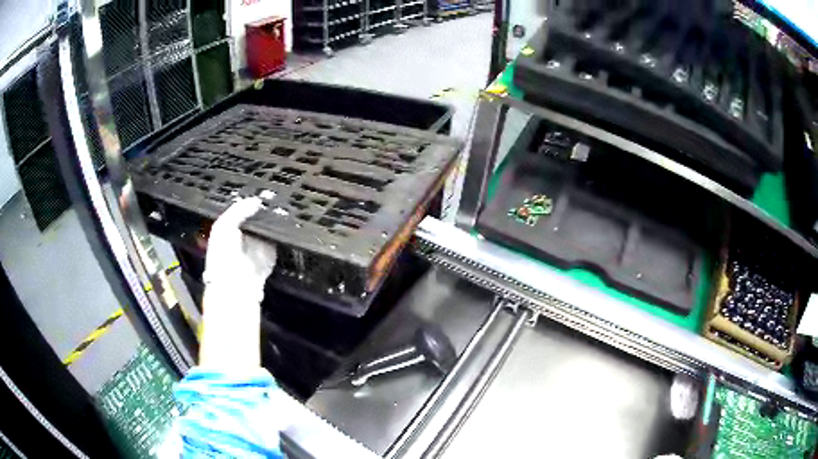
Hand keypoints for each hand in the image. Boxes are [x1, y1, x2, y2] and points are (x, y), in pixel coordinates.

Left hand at [203, 197, 276, 303]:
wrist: (236, 284)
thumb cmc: (222, 256)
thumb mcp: (223, 226)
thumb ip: (239, 210)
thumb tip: (256, 200)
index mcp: (228, 227)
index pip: (241, 208)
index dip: (249, 200)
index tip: (260, 191)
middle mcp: (244, 234)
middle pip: (257, 215)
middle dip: (264, 207)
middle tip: (273, 197)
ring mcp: (259, 242)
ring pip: (269, 224)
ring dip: (274, 217)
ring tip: (281, 205)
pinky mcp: (271, 251)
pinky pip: (278, 237)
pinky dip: (282, 230)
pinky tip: (286, 220)